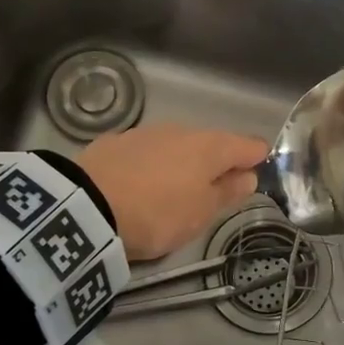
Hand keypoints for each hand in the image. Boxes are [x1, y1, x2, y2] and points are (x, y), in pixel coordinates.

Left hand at [79, 124, 267, 260]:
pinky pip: (146, 153)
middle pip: (211, 145)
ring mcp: (146, 132)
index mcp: (210, 146)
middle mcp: (181, 130)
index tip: (256, 179)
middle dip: (216, 164)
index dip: (257, 160)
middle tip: (211, 195)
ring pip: (176, 146)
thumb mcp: (200, 214)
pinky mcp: (114, 141)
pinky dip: (152, 166)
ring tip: (173, 193)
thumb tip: (247, 176)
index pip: (249, 145)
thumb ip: (227, 192)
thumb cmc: (158, 214)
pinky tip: (141, 186)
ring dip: (181, 164)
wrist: (86, 207)